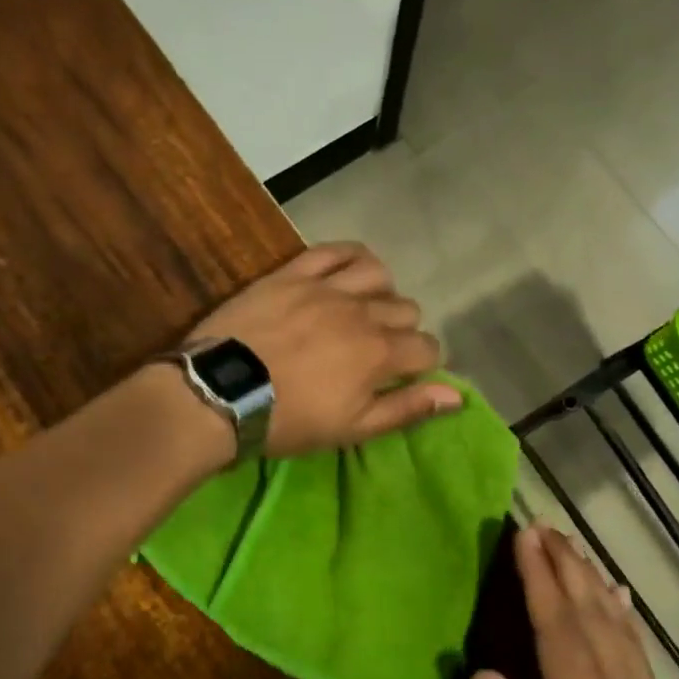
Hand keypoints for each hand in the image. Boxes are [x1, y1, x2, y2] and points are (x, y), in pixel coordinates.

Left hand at [188, 242, 460, 457]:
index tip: (403, 375)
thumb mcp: (353, 428)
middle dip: (402, 331)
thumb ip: (407, 408)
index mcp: (380, 353)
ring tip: (363, 309)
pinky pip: (336, 250)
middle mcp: (362, 312)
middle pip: (407, 309)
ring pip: (379, 274)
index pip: (427, 347)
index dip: (423, 363)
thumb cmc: (289, 420)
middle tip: (375, 351)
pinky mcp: (294, 273)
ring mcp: (327, 287)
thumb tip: (457, 395)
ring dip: (381, 292)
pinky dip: (351, 257)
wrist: (220, 394)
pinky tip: (349, 271)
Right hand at [471, 525, 678, 678]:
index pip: (559, 632)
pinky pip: (640, 654)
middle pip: (591, 618)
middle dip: (565, 567)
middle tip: (542, 524)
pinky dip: (624, 616)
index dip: (541, 580)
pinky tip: (618, 599)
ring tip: (571, 546)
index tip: (524, 537)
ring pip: (618, 629)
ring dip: (592, 582)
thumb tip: (482, 673)